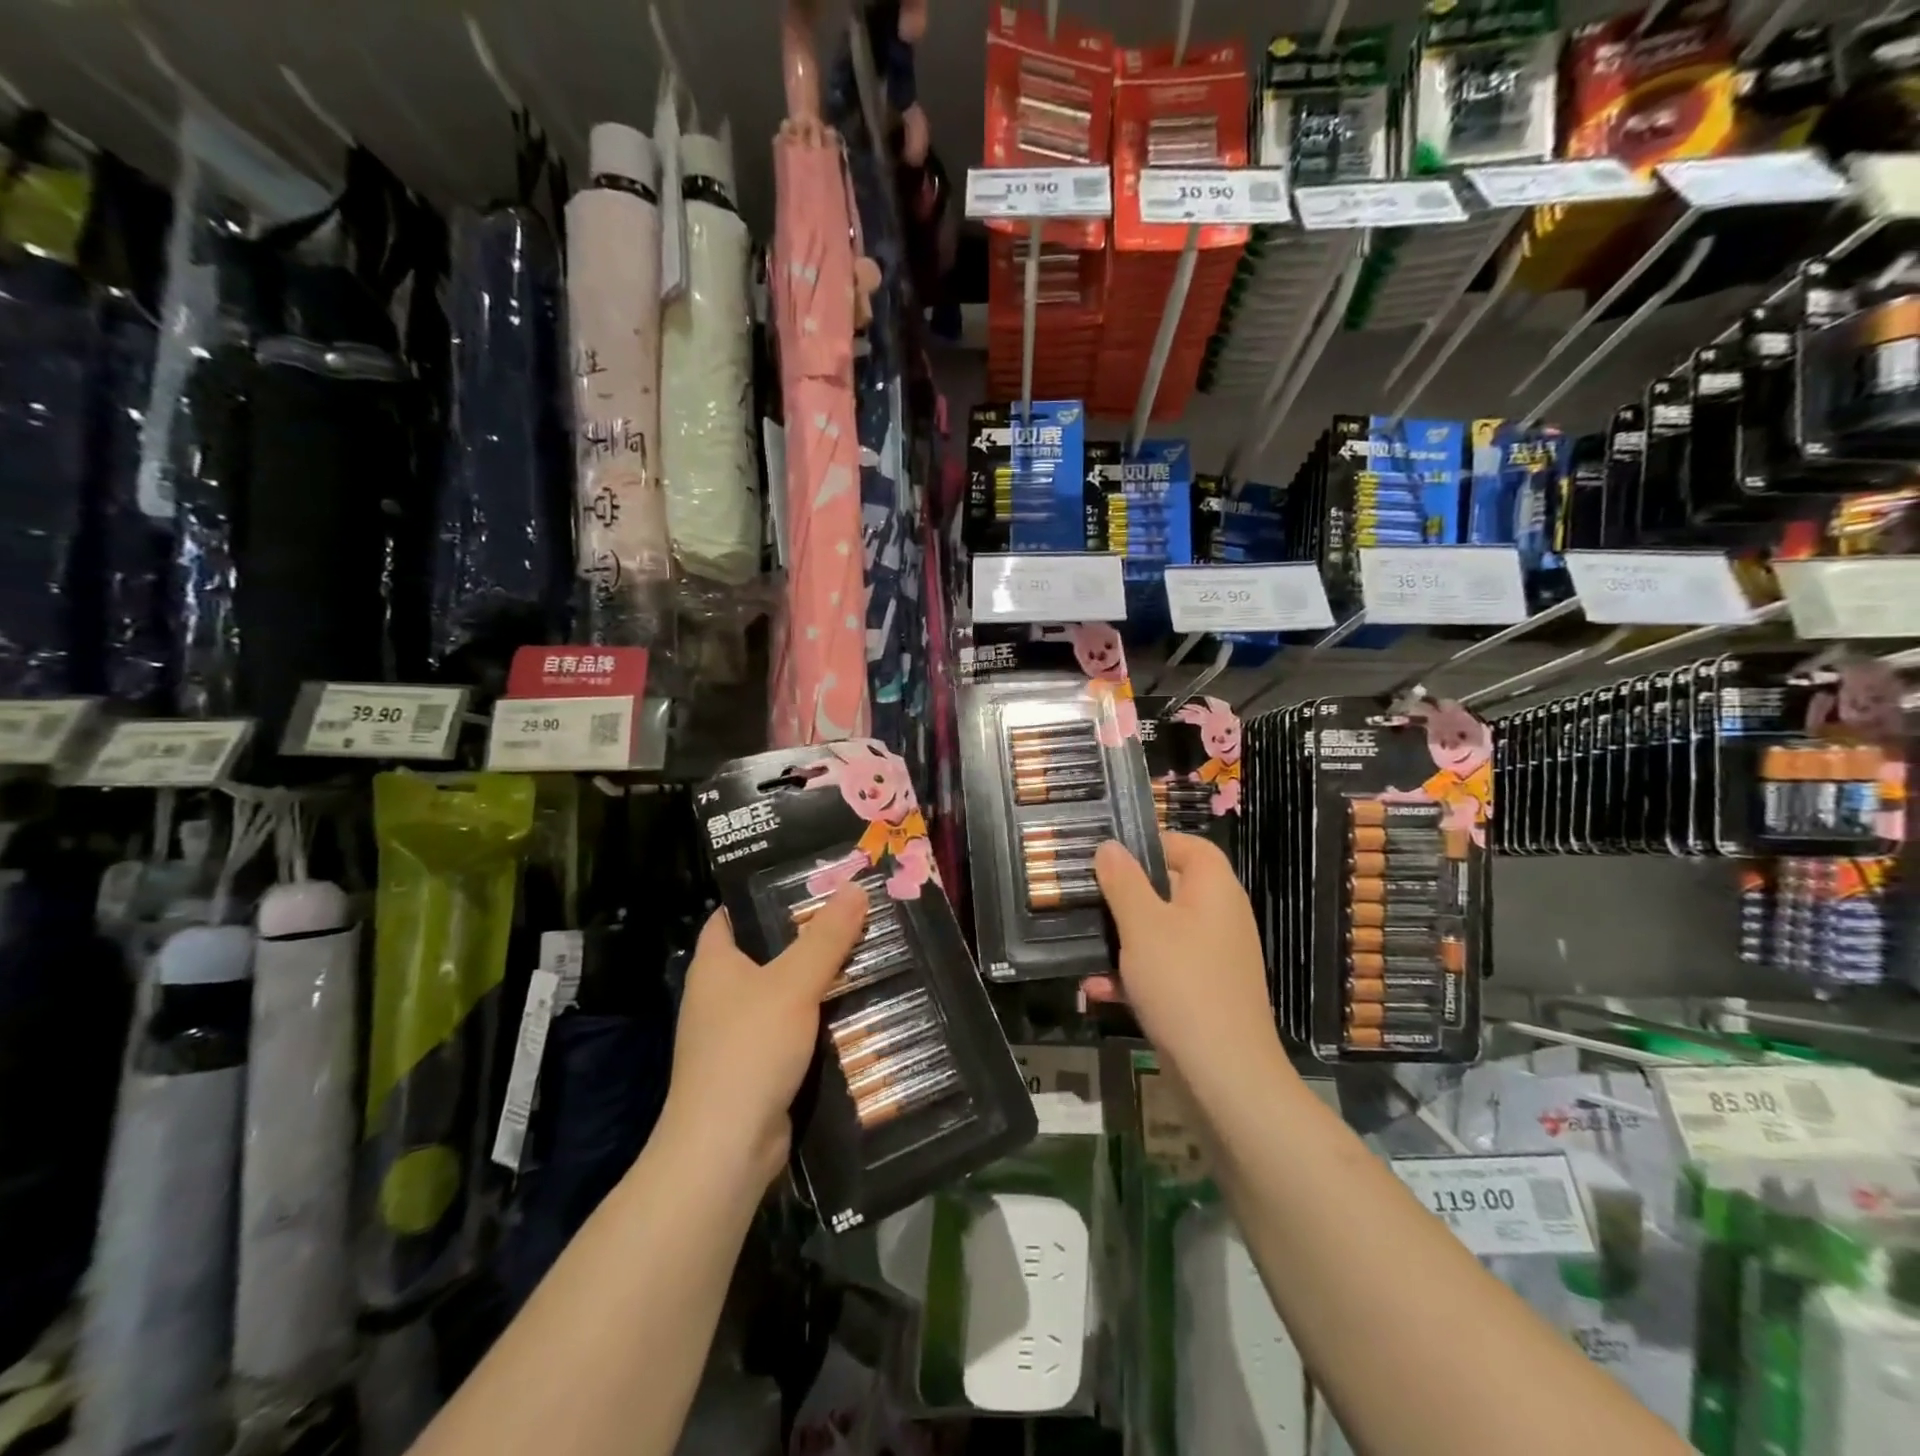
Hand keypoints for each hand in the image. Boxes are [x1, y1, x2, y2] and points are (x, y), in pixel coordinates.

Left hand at [662, 883, 867, 1185]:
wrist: (726, 1149)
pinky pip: (792, 1029)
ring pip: (784, 993)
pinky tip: (857, 1008)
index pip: (732, 914)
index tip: (810, 879)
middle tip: (855, 913)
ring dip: (819, 979)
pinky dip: (819, 1019)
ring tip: (867, 953)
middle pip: (767, 951)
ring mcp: (736, 1034)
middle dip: (808, 935)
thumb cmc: (750, 1049)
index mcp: (714, 964)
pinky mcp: (757, 1066)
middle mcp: (720, 995)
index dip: (764, 894)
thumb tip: (855, 886)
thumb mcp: (793, 983)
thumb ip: (826, 937)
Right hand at [1092, 833, 1280, 1093]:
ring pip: (1160, 932)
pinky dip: (1133, 974)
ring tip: (1082, 942)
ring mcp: (1212, 957)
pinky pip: (1163, 969)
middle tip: (1085, 893)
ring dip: (1122, 938)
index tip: (1111, 853)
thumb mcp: (1143, 925)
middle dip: (1125, 893)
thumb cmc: (1182, 982)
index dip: (1153, 842)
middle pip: (1169, 888)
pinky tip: (1096, 989)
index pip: (1190, 846)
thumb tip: (1110, 846)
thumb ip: (1124, 881)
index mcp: (1214, 889)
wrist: (1224, 1073)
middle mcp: (1219, 917)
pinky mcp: (1202, 992)